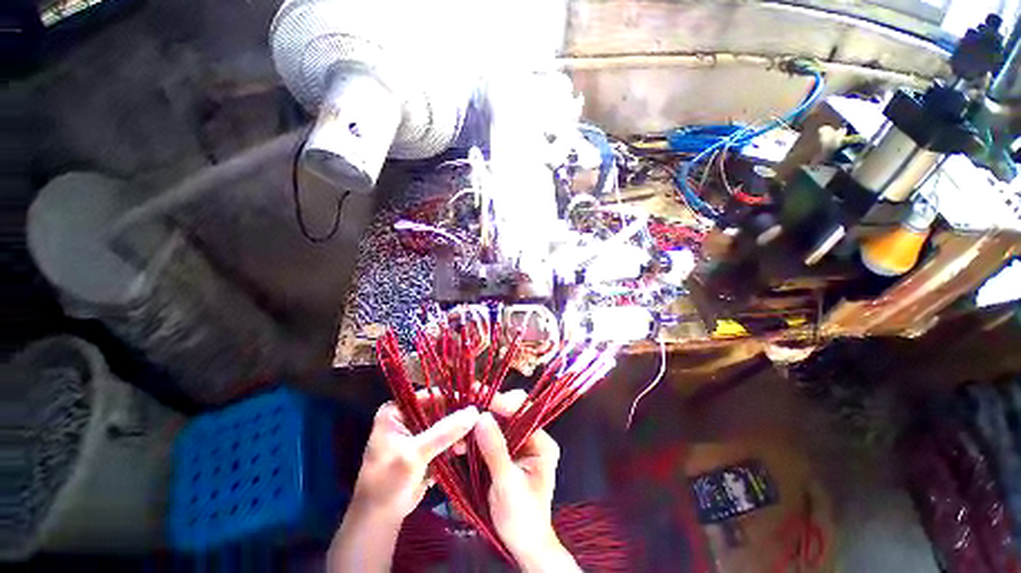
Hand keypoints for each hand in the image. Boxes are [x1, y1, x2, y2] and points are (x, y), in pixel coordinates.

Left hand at [351, 401, 479, 522]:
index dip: (451, 398)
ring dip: (457, 434)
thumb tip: (474, 412)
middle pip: (439, 410)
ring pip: (444, 425)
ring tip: (466, 445)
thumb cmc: (388, 482)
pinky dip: (454, 444)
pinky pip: (445, 439)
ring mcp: (417, 433)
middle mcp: (407, 417)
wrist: (380, 519)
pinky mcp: (426, 448)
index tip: (473, 403)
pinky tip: (461, 451)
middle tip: (474, 426)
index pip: (429, 396)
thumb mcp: (414, 454)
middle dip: (457, 419)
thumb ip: (444, 432)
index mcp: (397, 411)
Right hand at [475, 392, 579, 571]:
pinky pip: (488, 439)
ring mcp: (516, 446)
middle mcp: (531, 439)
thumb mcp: (508, 485)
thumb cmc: (522, 519)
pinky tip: (460, 445)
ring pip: (496, 426)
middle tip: (465, 409)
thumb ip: (496, 451)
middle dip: (486, 412)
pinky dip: (474, 440)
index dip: (502, 403)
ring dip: (476, 427)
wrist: (522, 545)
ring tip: (458, 433)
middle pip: (508, 415)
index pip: (523, 412)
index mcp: (541, 443)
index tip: (480, 400)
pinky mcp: (503, 454)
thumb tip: (482, 417)